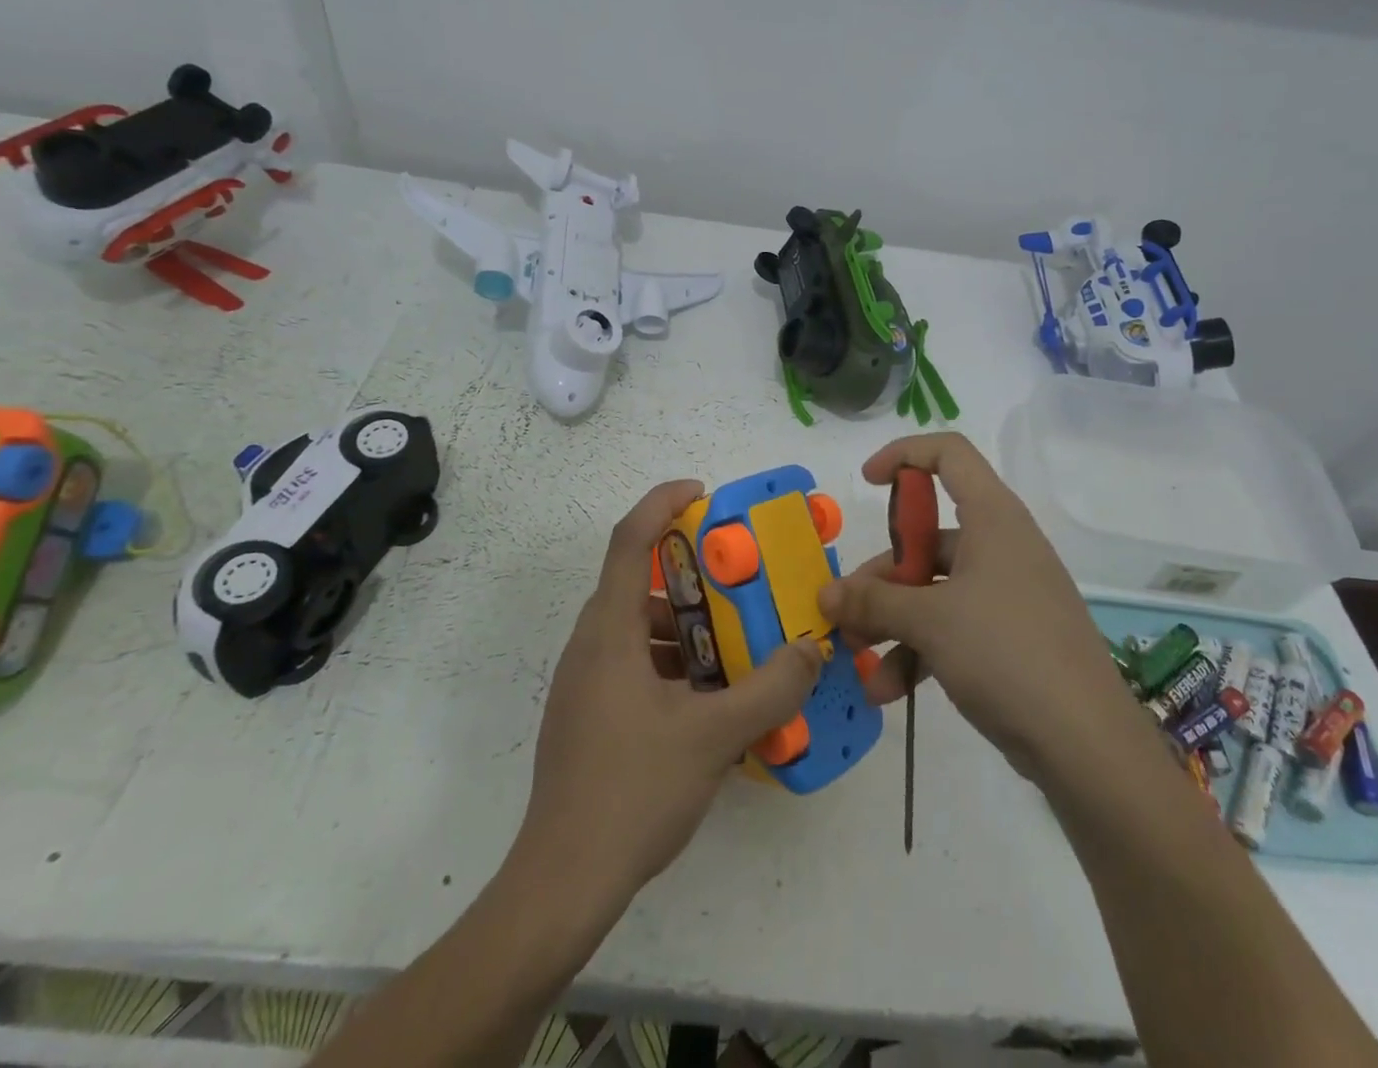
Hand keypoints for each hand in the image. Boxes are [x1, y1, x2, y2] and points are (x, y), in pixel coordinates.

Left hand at [518, 480, 823, 897]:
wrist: (564, 882)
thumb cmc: (633, 791)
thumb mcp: (714, 737)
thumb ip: (770, 689)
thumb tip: (812, 648)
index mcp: (609, 631)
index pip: (628, 539)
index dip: (662, 503)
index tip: (703, 494)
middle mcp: (591, 644)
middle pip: (638, 581)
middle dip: (691, 572)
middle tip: (740, 579)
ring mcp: (585, 682)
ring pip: (638, 627)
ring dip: (686, 623)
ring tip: (736, 640)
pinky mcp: (589, 714)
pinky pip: (634, 662)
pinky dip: (673, 660)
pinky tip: (710, 696)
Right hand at [819, 434, 1131, 780]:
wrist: (1086, 744)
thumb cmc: (1006, 652)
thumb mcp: (929, 620)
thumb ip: (872, 601)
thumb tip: (825, 596)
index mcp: (992, 517)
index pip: (949, 454)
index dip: (904, 455)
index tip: (867, 484)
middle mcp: (1000, 546)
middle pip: (928, 537)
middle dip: (880, 573)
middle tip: (844, 609)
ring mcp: (1007, 594)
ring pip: (934, 588)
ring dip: (891, 620)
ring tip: (856, 656)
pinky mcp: (1009, 638)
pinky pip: (952, 627)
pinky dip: (918, 650)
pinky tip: (888, 690)